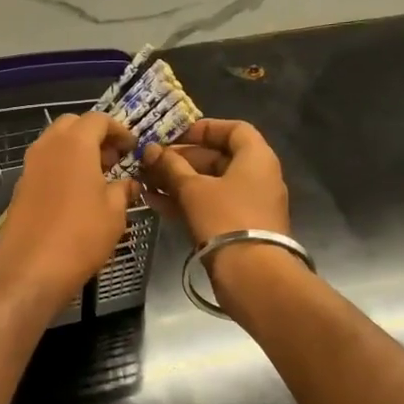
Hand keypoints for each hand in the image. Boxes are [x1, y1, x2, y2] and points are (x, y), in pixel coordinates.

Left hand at [0, 112, 138, 306]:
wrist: (30, 269)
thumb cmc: (80, 236)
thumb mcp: (114, 213)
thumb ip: (123, 190)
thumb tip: (128, 184)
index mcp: (74, 144)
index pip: (98, 119)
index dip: (118, 130)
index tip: (132, 148)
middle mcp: (48, 146)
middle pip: (72, 125)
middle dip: (94, 136)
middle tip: (113, 159)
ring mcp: (30, 166)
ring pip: (55, 144)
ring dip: (76, 152)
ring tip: (98, 178)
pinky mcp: (20, 187)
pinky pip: (45, 165)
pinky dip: (62, 168)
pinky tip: (76, 195)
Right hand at [139, 118, 290, 246]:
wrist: (251, 274)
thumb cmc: (225, 218)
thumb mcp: (193, 189)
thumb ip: (170, 166)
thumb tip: (151, 150)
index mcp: (256, 158)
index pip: (234, 129)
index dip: (204, 128)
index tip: (175, 135)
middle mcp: (257, 177)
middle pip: (218, 157)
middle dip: (182, 159)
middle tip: (151, 161)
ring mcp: (249, 204)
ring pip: (210, 184)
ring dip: (178, 181)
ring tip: (145, 181)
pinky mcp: (238, 227)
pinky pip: (210, 205)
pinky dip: (186, 201)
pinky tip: (154, 202)